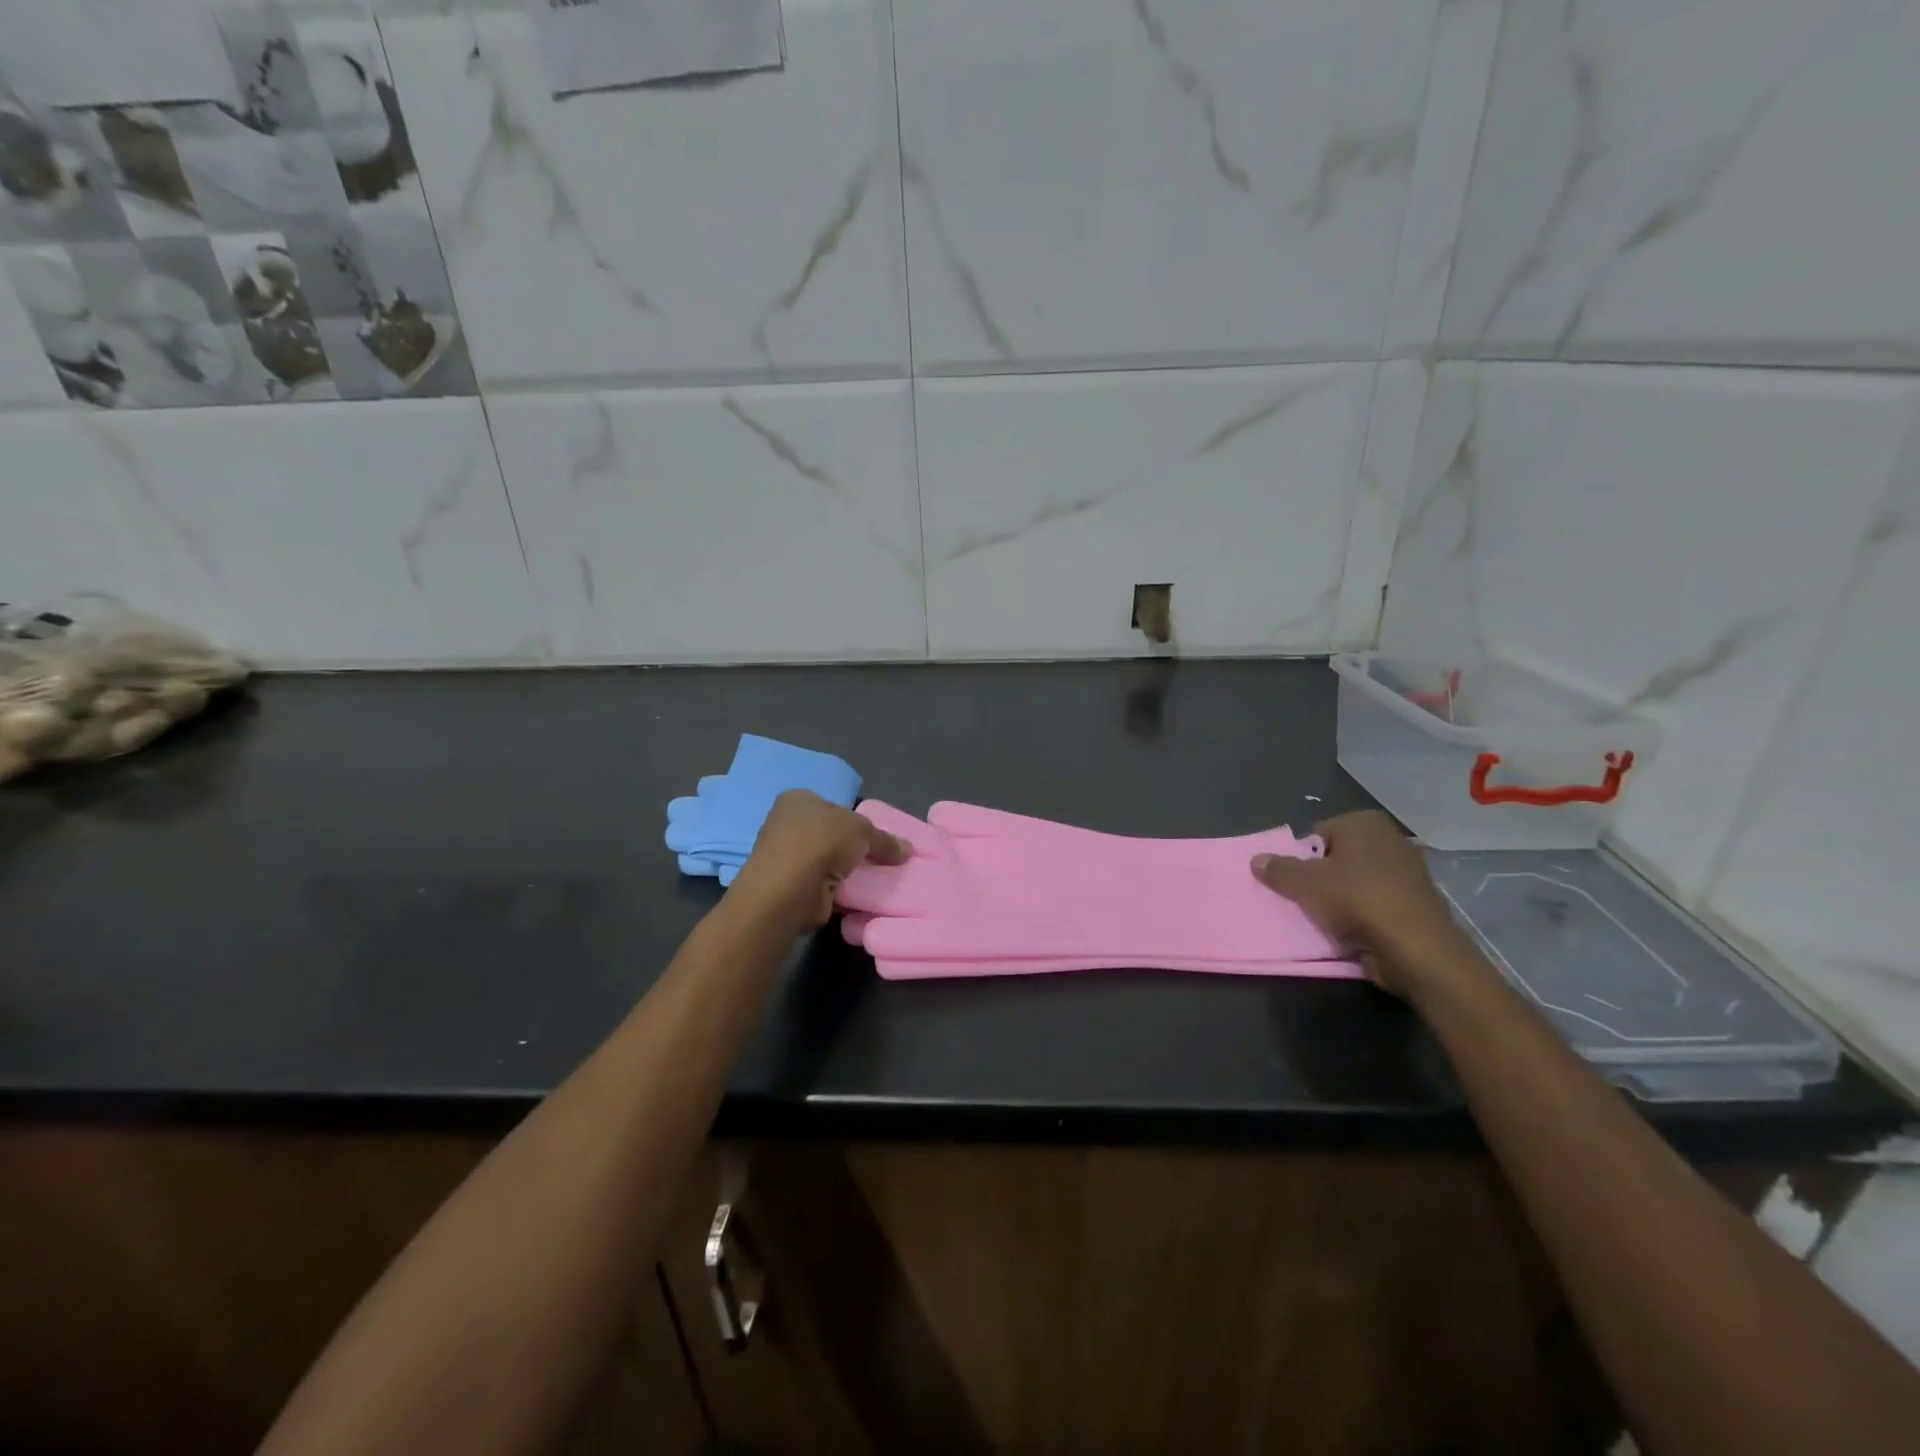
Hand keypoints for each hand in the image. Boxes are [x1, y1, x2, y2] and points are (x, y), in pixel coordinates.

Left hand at [728, 791, 909, 932]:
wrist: (789, 889)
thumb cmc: (822, 842)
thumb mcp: (864, 831)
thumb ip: (885, 839)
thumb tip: (907, 850)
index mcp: (798, 800)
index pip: (832, 806)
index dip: (855, 820)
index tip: (875, 837)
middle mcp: (786, 824)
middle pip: (829, 834)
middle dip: (851, 848)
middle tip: (878, 859)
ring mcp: (784, 857)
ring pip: (825, 860)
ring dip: (843, 870)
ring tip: (871, 879)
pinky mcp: (788, 886)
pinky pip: (821, 884)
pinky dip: (835, 889)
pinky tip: (853, 894)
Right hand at [1249, 811, 1470, 994]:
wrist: (1416, 948)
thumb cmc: (1356, 900)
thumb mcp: (1304, 883)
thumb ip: (1278, 869)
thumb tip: (1256, 859)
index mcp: (1363, 822)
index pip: (1317, 835)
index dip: (1302, 859)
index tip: (1297, 884)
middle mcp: (1389, 838)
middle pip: (1337, 857)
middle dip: (1321, 878)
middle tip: (1307, 901)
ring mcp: (1408, 870)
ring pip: (1356, 881)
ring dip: (1341, 898)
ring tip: (1328, 919)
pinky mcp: (1416, 901)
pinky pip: (1376, 902)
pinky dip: (1363, 913)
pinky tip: (1352, 931)